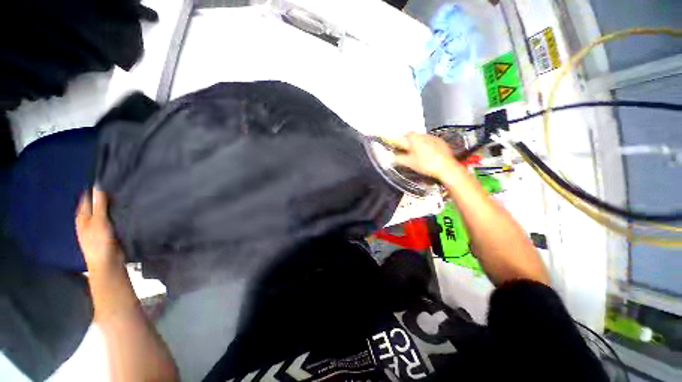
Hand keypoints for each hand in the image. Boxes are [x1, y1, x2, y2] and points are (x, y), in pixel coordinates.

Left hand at [75, 188, 124, 273]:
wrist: (108, 263)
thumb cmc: (99, 242)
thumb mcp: (99, 221)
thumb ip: (99, 204)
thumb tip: (98, 185)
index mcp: (82, 216)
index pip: (87, 197)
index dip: (94, 188)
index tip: (106, 178)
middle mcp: (89, 219)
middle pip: (96, 203)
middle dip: (105, 196)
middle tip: (119, 185)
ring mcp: (99, 226)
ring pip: (106, 211)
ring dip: (112, 205)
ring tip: (124, 195)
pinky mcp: (110, 231)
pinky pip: (114, 217)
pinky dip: (118, 212)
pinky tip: (126, 209)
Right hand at [391, 132, 463, 179]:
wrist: (446, 167)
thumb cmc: (426, 164)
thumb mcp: (409, 163)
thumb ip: (398, 158)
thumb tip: (390, 156)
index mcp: (414, 139)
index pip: (402, 136)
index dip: (398, 141)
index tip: (396, 146)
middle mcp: (423, 135)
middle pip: (412, 136)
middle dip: (408, 143)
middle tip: (406, 152)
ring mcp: (433, 138)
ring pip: (421, 139)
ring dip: (417, 144)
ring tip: (417, 155)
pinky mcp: (441, 142)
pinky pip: (430, 141)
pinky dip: (426, 146)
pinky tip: (427, 155)